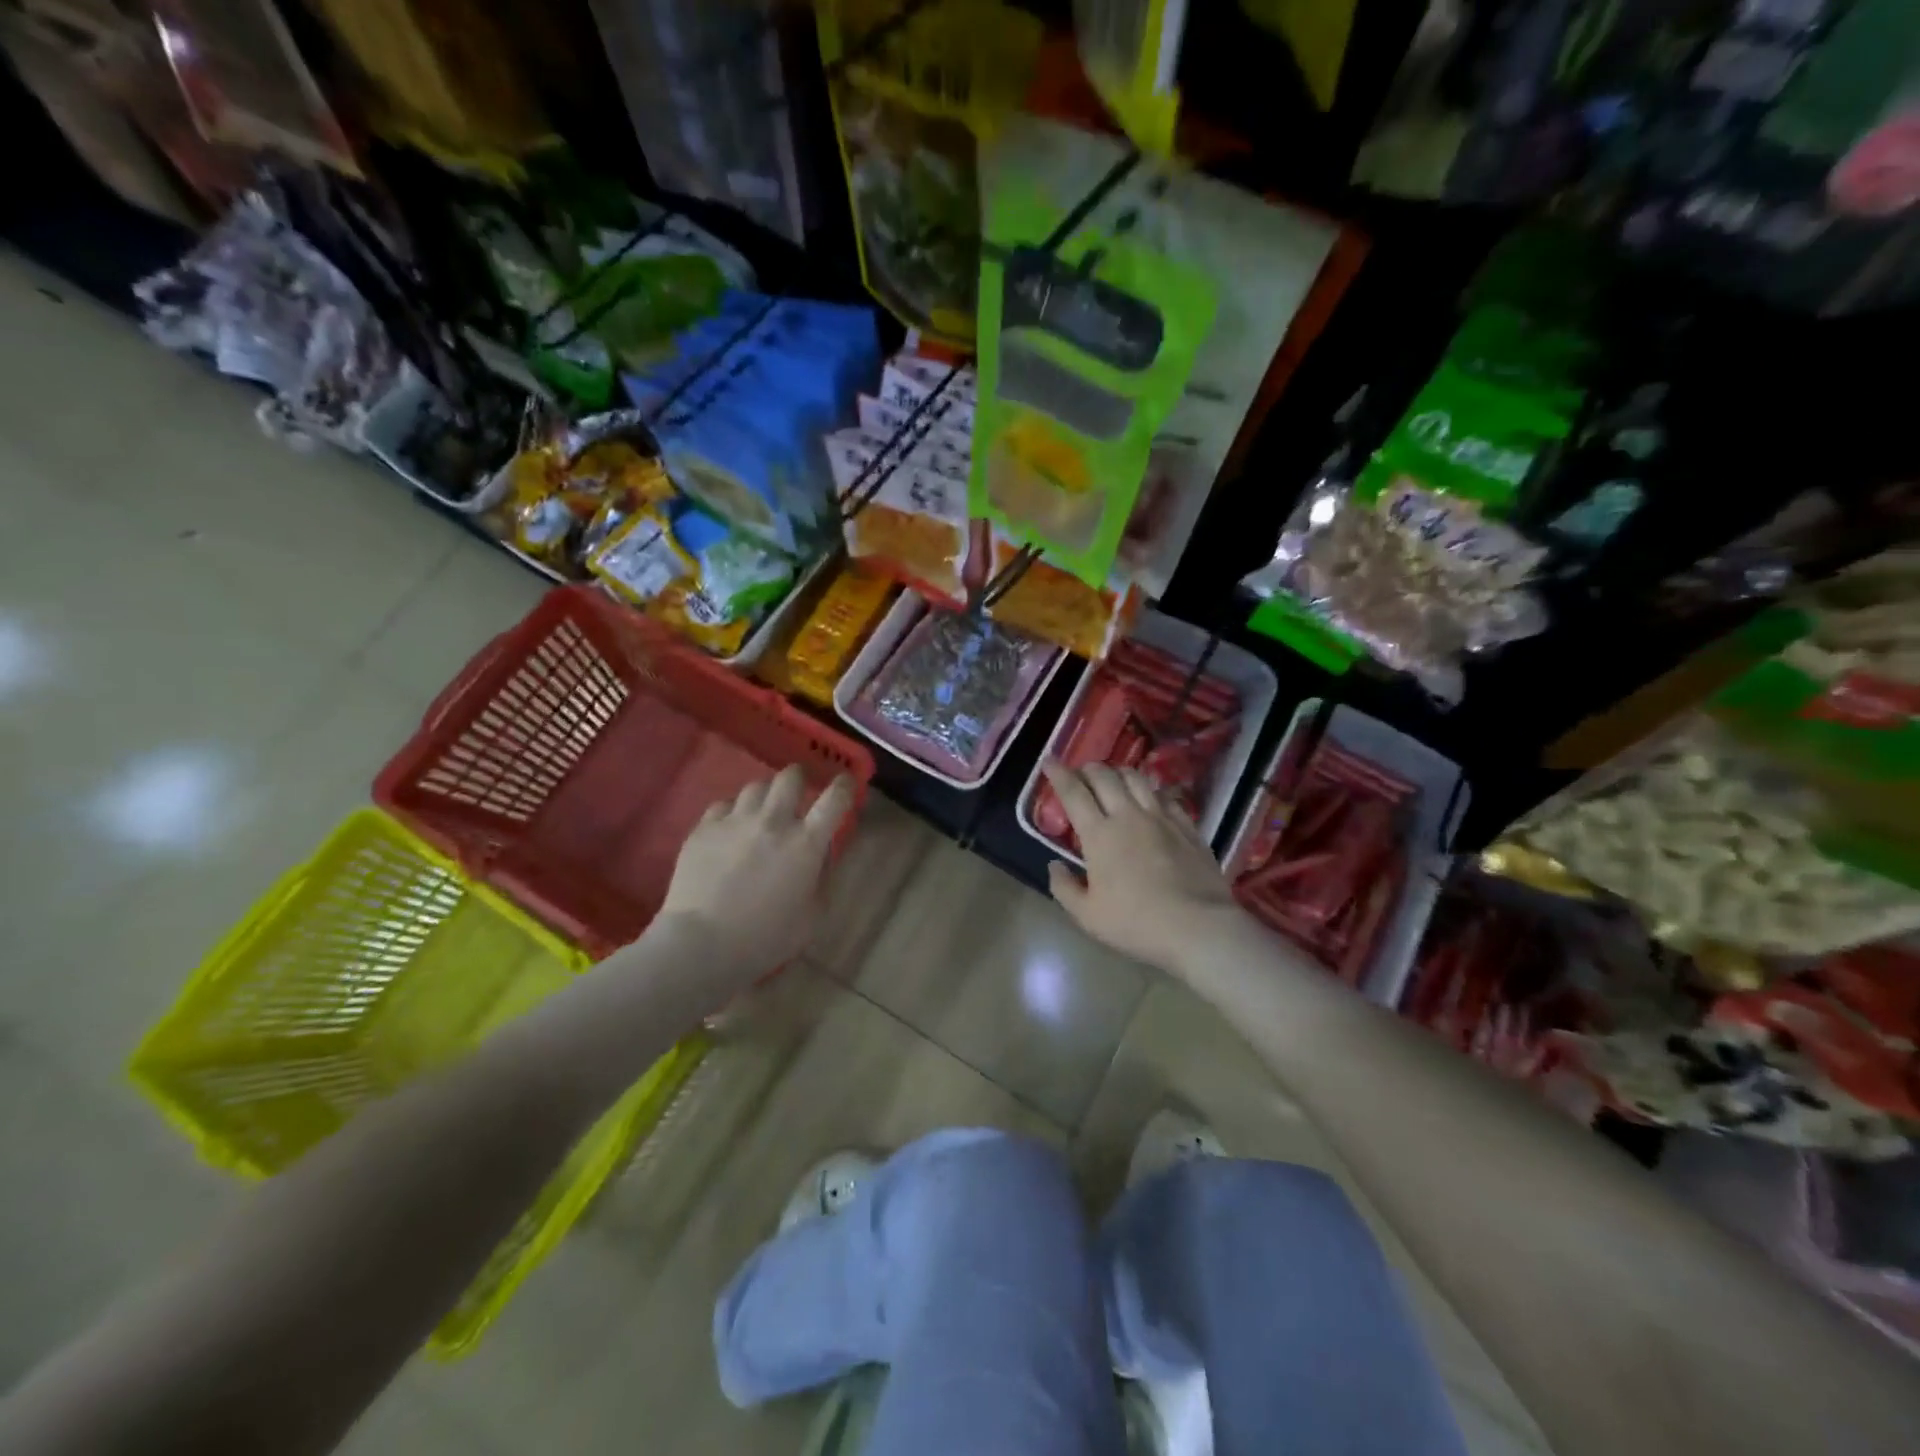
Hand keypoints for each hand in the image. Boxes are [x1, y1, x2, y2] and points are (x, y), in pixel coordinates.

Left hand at [658, 766, 856, 975]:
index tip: (845, 782)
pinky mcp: (704, 828)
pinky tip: (730, 828)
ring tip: (762, 811)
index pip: (834, 799)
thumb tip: (821, 855)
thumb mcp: (812, 917)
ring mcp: (735, 821)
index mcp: (806, 843)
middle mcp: (773, 821)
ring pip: (755, 786)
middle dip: (799, 778)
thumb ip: (822, 878)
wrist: (701, 943)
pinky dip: (733, 812)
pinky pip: (723, 805)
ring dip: (765, 795)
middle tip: (798, 791)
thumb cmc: (765, 938)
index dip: (844, 785)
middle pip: (790, 777)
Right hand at [1042, 759, 1244, 971]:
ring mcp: (1162, 817)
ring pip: (1136, 778)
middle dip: (1088, 768)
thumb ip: (1064, 887)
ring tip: (1113, 780)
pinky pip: (1165, 795)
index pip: (1073, 792)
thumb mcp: (1087, 916)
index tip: (1049, 762)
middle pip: (1105, 776)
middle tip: (1080, 773)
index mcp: (1099, 834)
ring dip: (1119, 772)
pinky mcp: (1187, 825)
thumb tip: (1054, 865)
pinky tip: (1150, 798)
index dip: (1059, 774)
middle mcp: (1128, 815)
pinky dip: (1150, 790)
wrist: (1198, 927)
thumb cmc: (1136, 923)